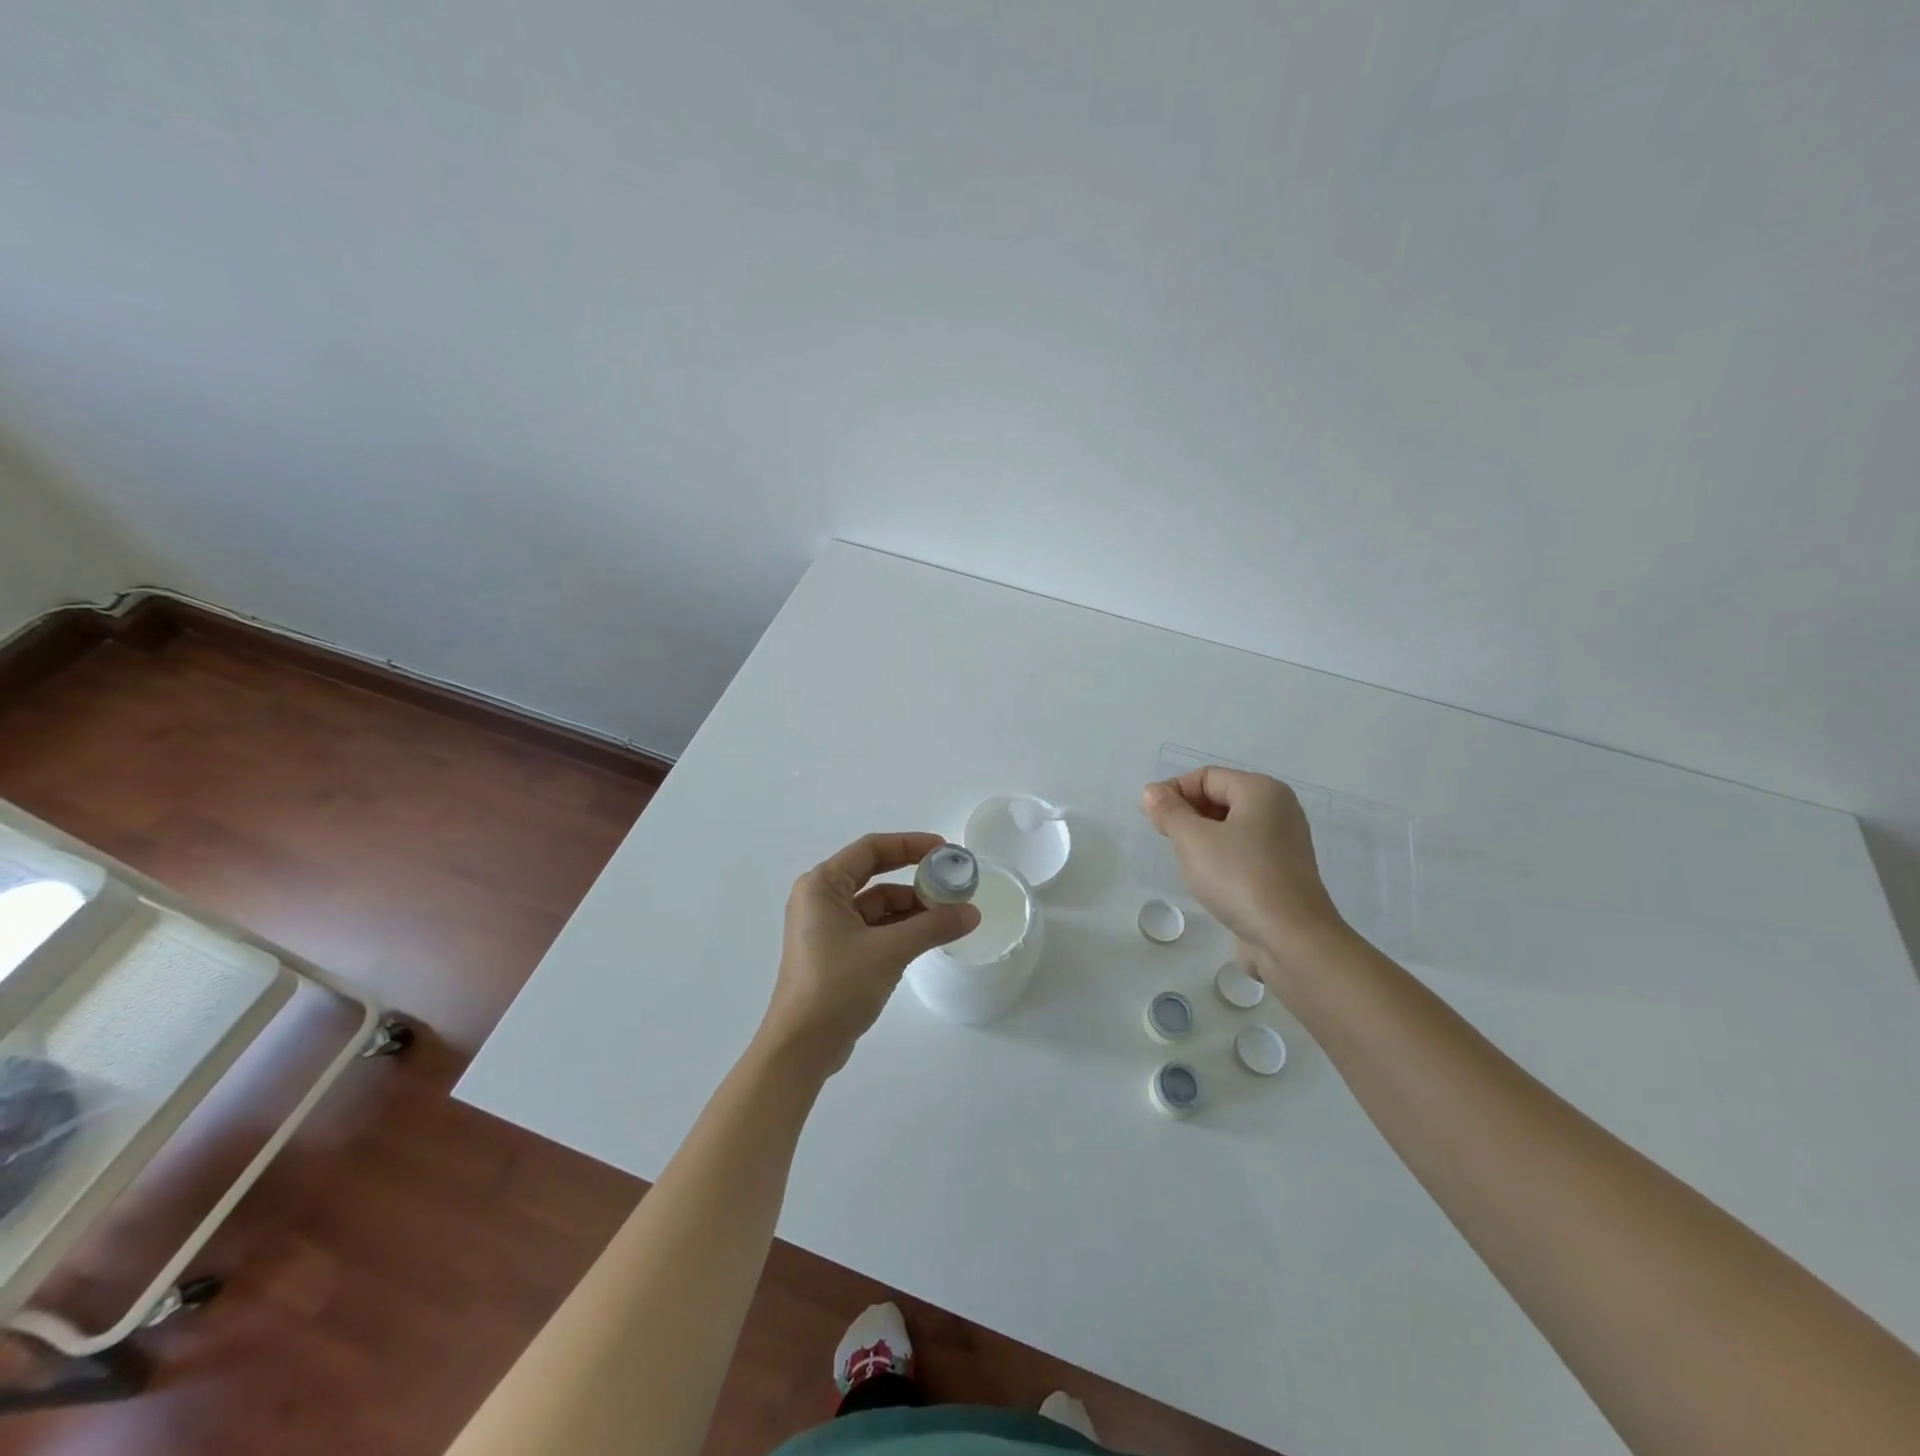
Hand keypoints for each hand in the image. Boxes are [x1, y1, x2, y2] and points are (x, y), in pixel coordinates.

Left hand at [757, 832, 980, 1076]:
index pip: (870, 849)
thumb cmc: (836, 986)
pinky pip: (874, 928)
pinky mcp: (837, 953)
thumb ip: (933, 926)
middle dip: (914, 875)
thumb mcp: (890, 951)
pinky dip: (901, 929)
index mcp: (821, 886)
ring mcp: (828, 928)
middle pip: (875, 874)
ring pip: (877, 905)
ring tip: (950, 913)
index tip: (945, 850)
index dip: (910, 844)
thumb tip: (972, 912)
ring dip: (912, 907)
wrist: (801, 1048)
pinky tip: (930, 935)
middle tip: (951, 878)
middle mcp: (821, 900)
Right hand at [1140, 768, 1346, 973]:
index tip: (1152, 819)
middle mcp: (1279, 809)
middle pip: (1220, 798)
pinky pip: (1243, 851)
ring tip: (1186, 861)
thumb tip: (1151, 791)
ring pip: (1230, 827)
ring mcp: (1284, 842)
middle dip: (1187, 814)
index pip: (1206, 776)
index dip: (1174, 791)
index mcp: (1262, 790)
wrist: (1291, 939)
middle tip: (1166, 840)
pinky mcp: (1282, 872)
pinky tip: (1208, 879)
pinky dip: (1221, 857)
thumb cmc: (1239, 877)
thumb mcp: (1193, 840)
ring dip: (1202, 838)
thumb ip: (1168, 811)